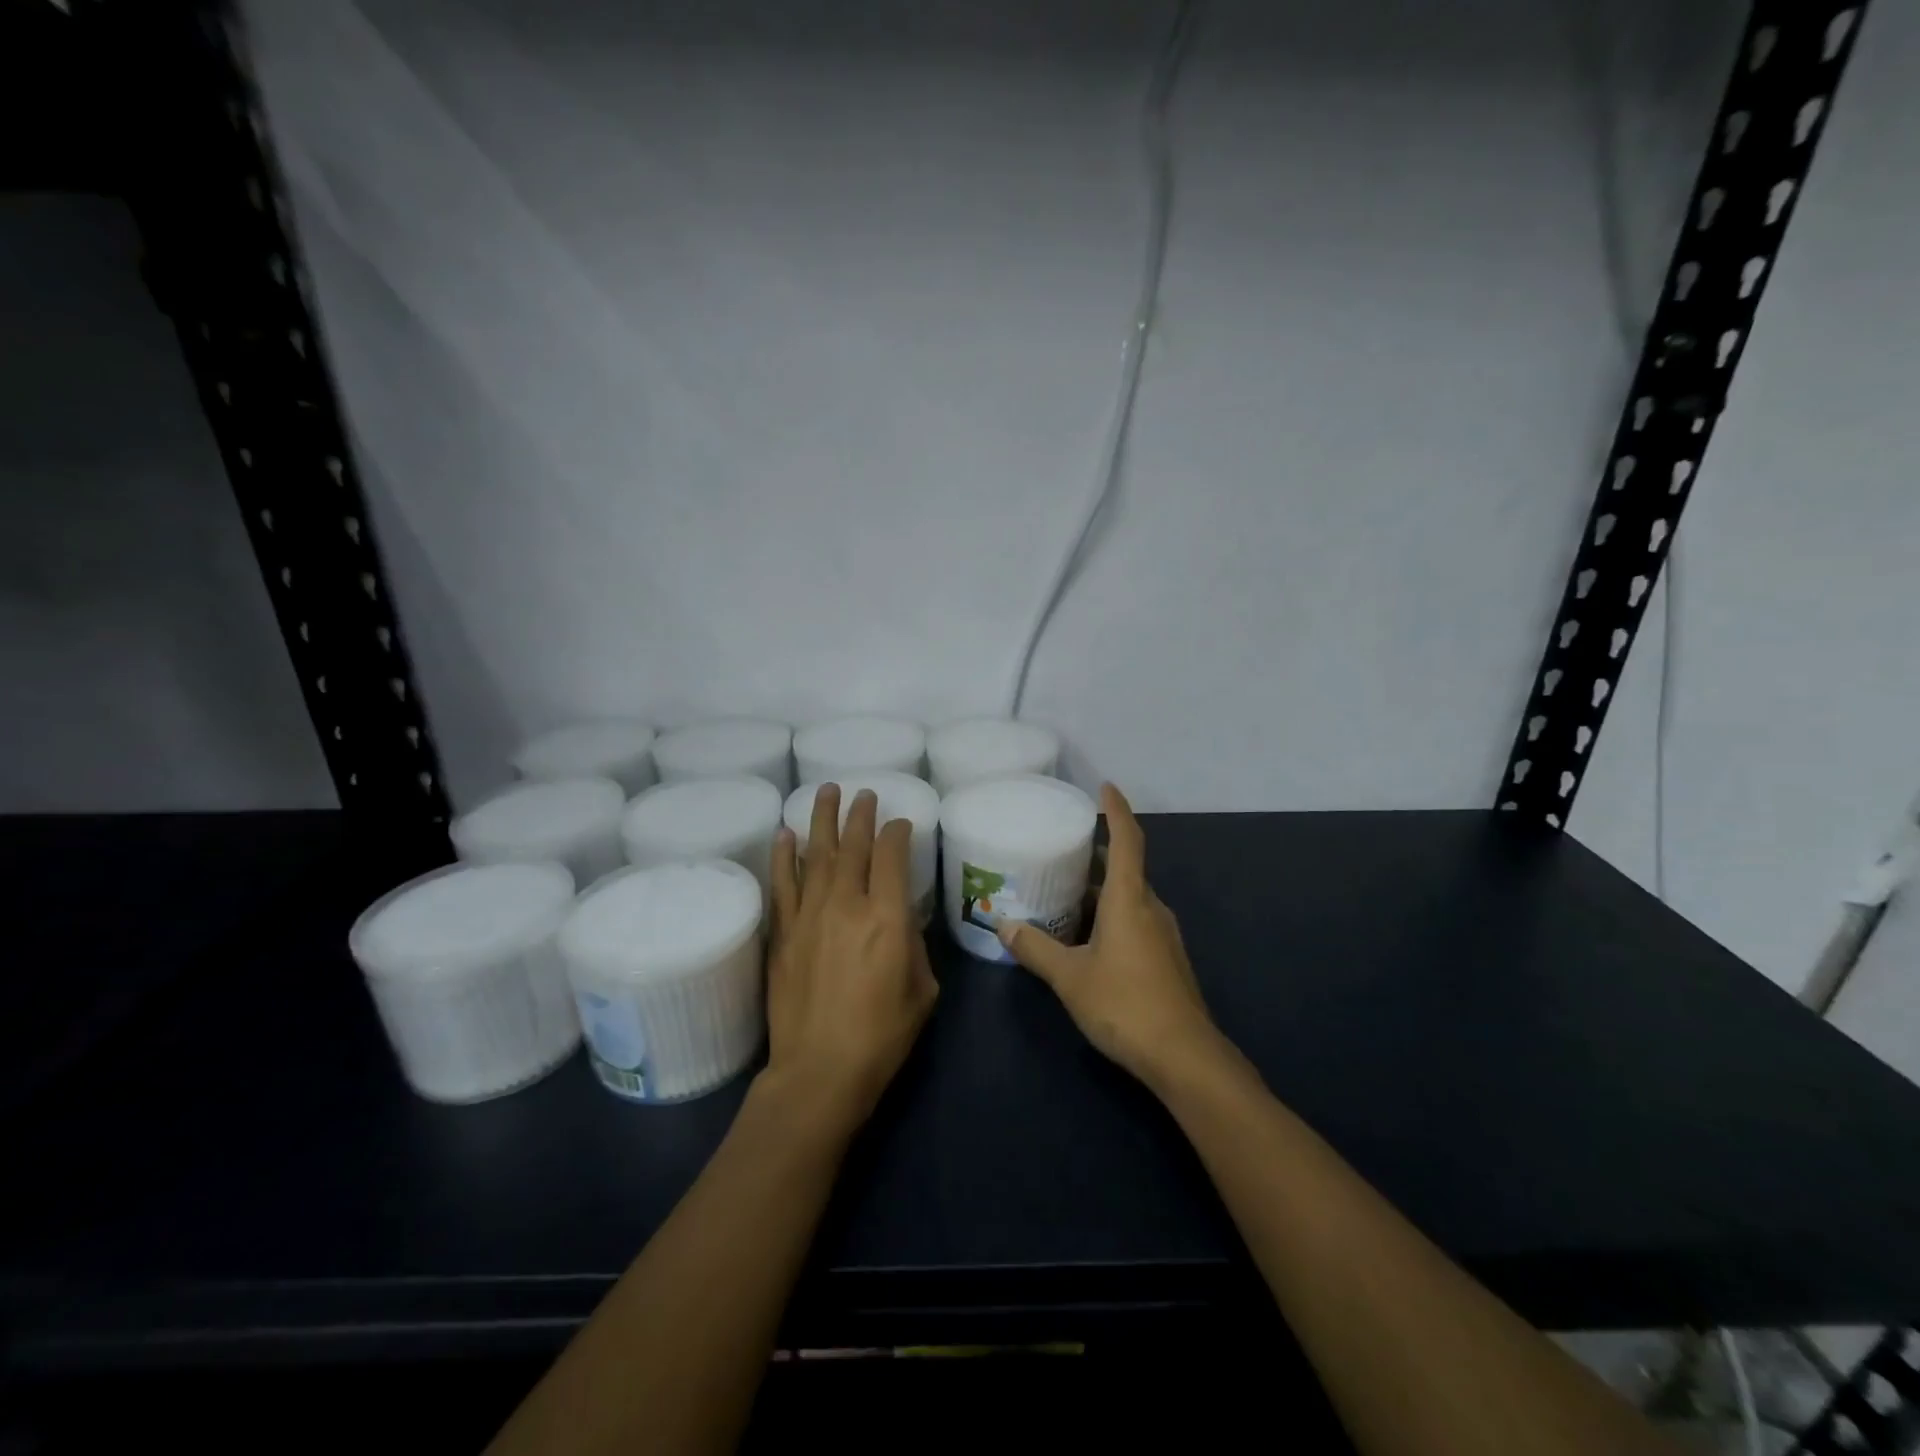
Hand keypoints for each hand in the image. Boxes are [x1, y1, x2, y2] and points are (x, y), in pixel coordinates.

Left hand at [763, 786, 937, 1134]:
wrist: (820, 1070)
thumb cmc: (882, 1034)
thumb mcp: (922, 989)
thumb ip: (912, 943)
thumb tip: (899, 919)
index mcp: (886, 917)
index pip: (891, 855)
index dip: (898, 832)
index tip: (901, 823)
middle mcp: (846, 904)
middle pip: (854, 845)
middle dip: (861, 814)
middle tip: (864, 792)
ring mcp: (809, 915)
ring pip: (817, 854)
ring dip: (822, 820)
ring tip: (825, 791)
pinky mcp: (783, 932)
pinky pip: (783, 883)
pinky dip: (784, 856)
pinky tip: (785, 834)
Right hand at [998, 784, 1225, 1091]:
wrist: (1184, 1056)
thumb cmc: (1125, 1004)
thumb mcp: (1070, 976)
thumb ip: (1036, 949)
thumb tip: (1004, 925)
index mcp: (1130, 900)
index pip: (1127, 840)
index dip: (1117, 810)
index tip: (1105, 786)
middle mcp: (1151, 908)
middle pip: (1127, 868)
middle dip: (1098, 854)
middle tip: (1064, 847)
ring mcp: (1163, 935)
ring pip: (1131, 898)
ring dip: (1102, 889)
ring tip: (1067, 891)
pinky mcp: (1166, 959)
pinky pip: (1136, 921)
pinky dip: (1112, 915)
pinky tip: (1088, 936)